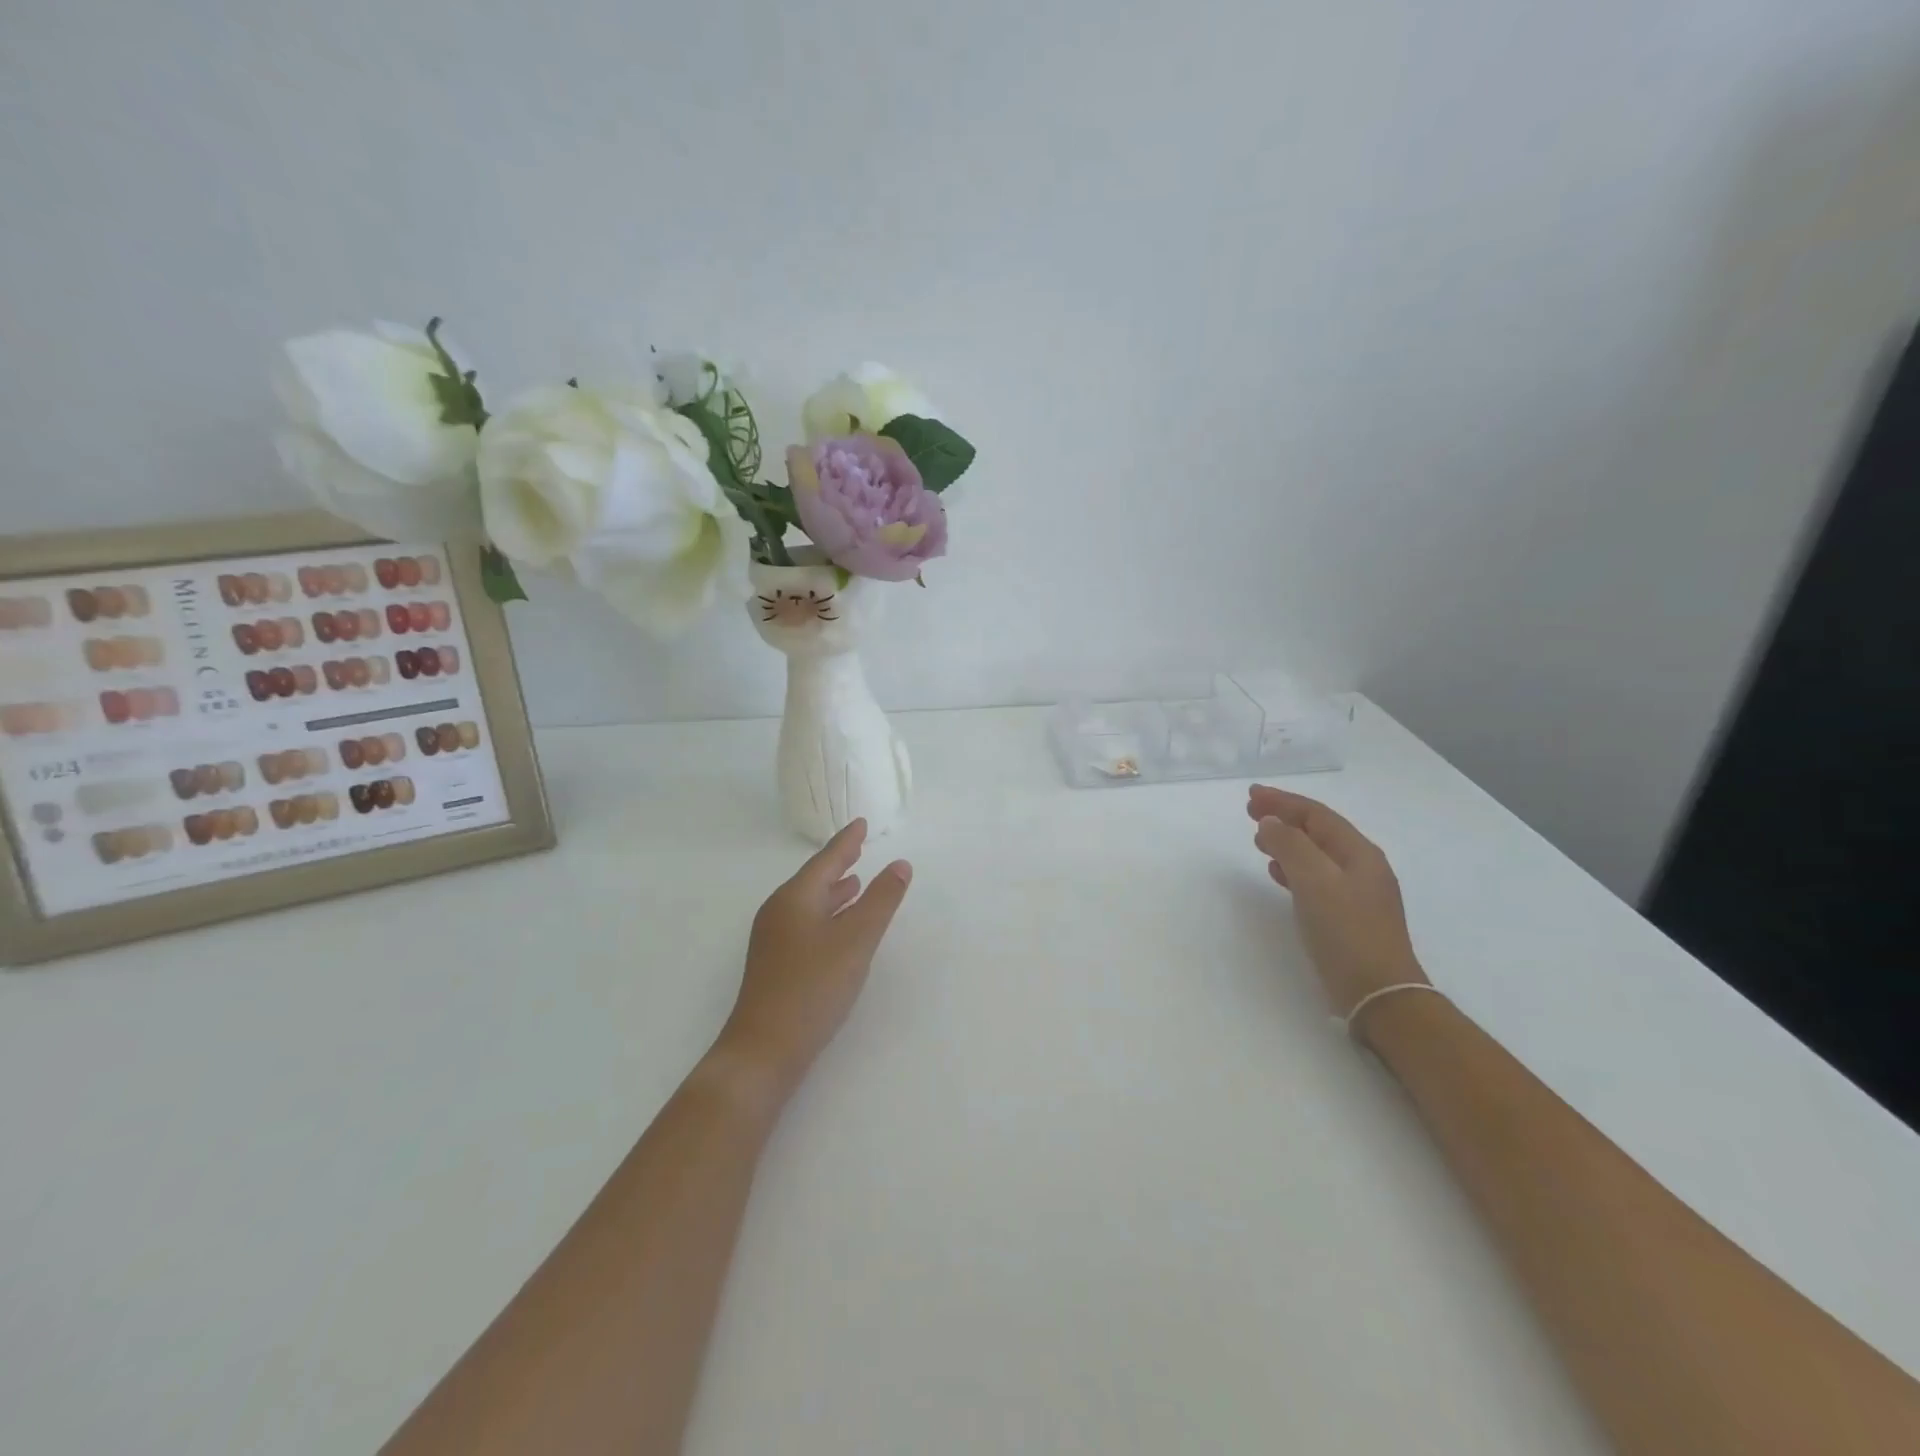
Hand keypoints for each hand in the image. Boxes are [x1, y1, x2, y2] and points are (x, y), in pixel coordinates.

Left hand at [714, 818, 912, 1102]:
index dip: (846, 842)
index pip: (826, 860)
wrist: (764, 1049)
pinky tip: (839, 928)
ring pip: (809, 903)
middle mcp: (779, 912)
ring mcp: (773, 939)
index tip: (860, 824)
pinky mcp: (776, 964)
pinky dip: (827, 915)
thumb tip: (900, 865)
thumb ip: (881, 901)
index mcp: (795, 898)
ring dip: (834, 891)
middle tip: (859, 848)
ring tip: (856, 883)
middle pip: (813, 879)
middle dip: (838, 864)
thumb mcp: (856, 940)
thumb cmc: (813, 987)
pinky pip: (806, 923)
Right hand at [1247, 785, 1426, 1017]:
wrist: (1379, 994)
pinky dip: (1293, 868)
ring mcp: (1357, 893)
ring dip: (1287, 842)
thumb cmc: (1347, 932)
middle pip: (1318, 831)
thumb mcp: (1314, 882)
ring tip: (1259, 840)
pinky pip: (1315, 878)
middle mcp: (1362, 867)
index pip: (1317, 815)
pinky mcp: (1348, 916)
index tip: (1251, 795)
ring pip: (1316, 854)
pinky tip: (1277, 874)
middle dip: (1284, 818)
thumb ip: (1290, 846)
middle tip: (1251, 811)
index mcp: (1359, 853)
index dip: (1283, 801)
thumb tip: (1270, 823)